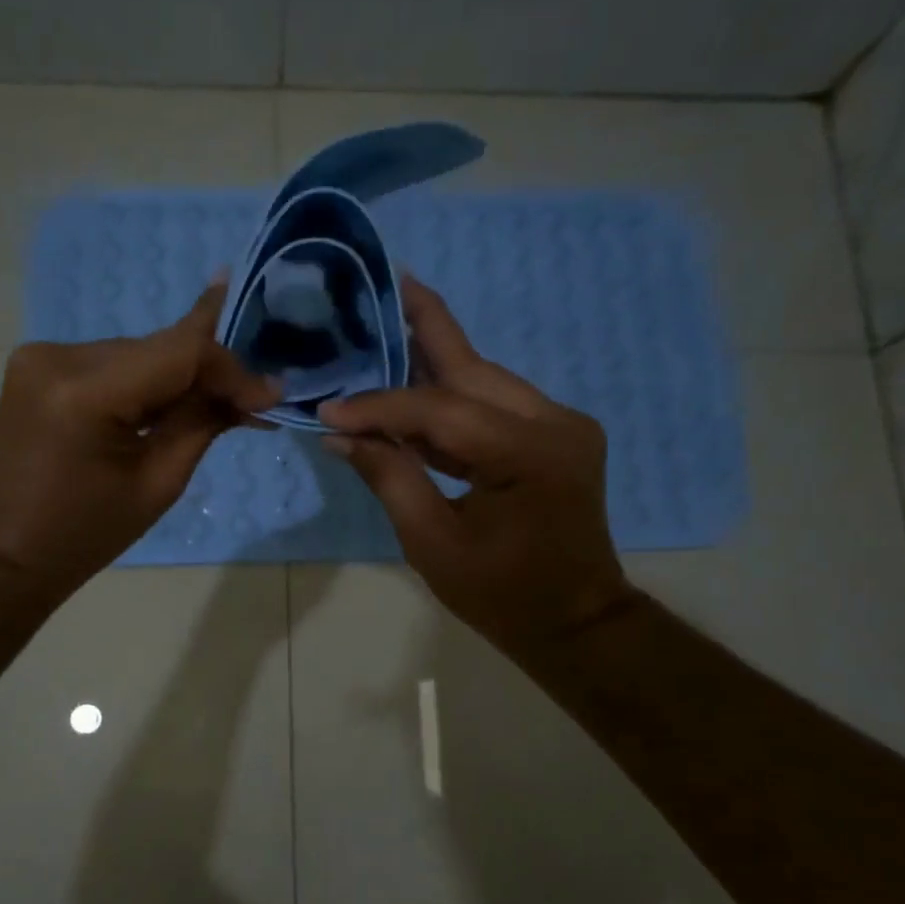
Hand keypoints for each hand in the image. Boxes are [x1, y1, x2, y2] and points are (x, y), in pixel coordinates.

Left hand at [0, 281, 278, 600]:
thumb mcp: (157, 484)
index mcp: (84, 392)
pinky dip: (146, 382)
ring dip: (179, 377)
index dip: (231, 369)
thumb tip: (256, 391)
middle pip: (159, 347)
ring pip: (138, 353)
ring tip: (220, 404)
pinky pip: (111, 363)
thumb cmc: (82, 536)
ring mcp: (41, 356)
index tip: (269, 395)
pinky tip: (172, 402)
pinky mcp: (38, 365)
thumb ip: (203, 423)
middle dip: (210, 372)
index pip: (180, 351)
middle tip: (253, 400)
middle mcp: (58, 356)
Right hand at [319, 278, 632, 658]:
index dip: (379, 407)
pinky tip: (415, 384)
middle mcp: (555, 422)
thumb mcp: (433, 544)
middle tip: (386, 282)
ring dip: (435, 360)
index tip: (329, 411)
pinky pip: (494, 403)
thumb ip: (390, 478)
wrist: (575, 621)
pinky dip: (452, 397)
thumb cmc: (502, 595)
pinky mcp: (557, 435)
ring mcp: (563, 425)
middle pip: (473, 368)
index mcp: (528, 454)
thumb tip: (341, 435)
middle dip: (424, 325)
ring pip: (485, 379)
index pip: (440, 410)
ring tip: (389, 323)